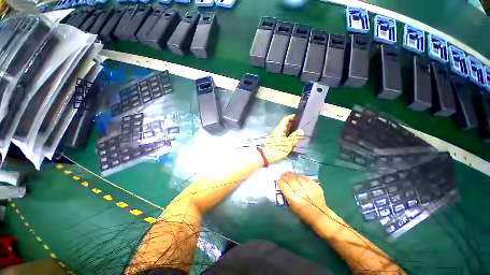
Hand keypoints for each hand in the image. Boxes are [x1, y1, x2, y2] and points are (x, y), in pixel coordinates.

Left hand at [261, 115, 304, 163]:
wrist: (266, 156)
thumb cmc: (277, 149)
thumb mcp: (288, 144)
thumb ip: (295, 137)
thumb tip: (302, 130)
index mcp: (280, 129)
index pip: (285, 119)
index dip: (291, 117)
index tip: (298, 116)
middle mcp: (277, 130)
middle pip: (285, 124)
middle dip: (293, 123)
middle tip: (301, 124)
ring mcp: (276, 135)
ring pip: (284, 130)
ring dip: (291, 129)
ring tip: (299, 130)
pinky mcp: (276, 140)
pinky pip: (283, 134)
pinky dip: (289, 134)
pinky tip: (293, 137)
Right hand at [276, 172, 328, 225]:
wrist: (319, 215)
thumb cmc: (303, 212)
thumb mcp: (291, 205)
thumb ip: (286, 194)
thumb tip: (282, 184)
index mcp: (294, 199)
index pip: (284, 186)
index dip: (280, 182)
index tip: (278, 180)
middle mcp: (302, 192)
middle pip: (290, 180)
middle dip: (285, 177)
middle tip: (282, 175)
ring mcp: (310, 188)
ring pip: (298, 177)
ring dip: (291, 175)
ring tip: (288, 174)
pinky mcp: (316, 186)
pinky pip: (306, 178)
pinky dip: (300, 176)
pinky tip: (297, 176)